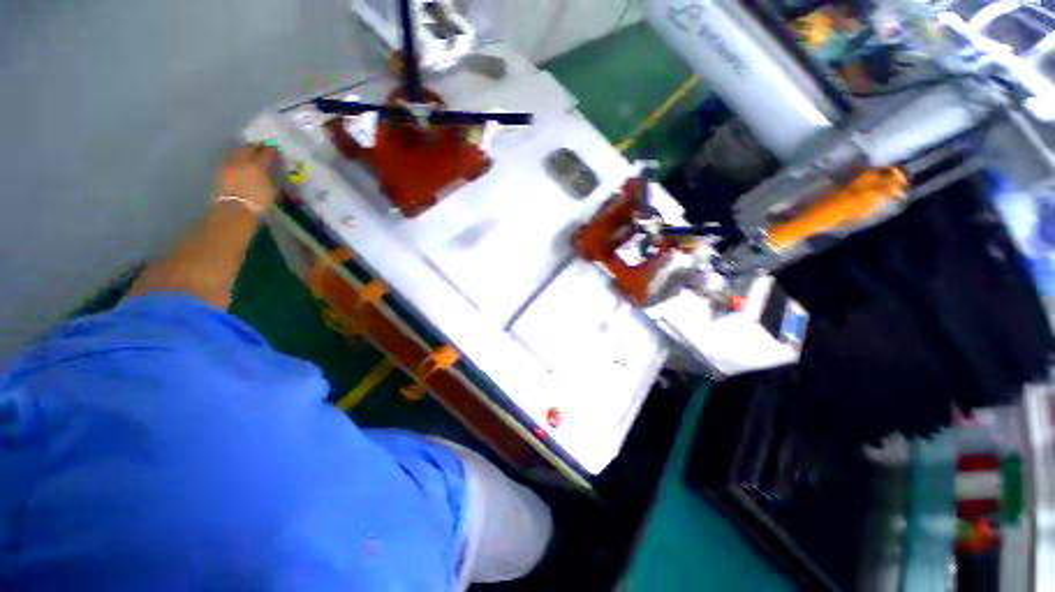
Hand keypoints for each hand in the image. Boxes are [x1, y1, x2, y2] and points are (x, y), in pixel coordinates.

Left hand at [215, 145, 279, 210]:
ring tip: (250, 158)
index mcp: (257, 164)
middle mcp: (240, 160)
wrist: (233, 211)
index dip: (271, 150)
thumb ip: (271, 177)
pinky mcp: (219, 172)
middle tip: (261, 150)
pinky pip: (231, 161)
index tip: (274, 151)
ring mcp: (228, 165)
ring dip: (244, 153)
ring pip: (237, 153)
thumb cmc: (257, 202)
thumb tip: (271, 170)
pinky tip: (241, 166)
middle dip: (255, 147)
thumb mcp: (271, 190)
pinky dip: (237, 161)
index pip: (265, 152)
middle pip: (247, 148)